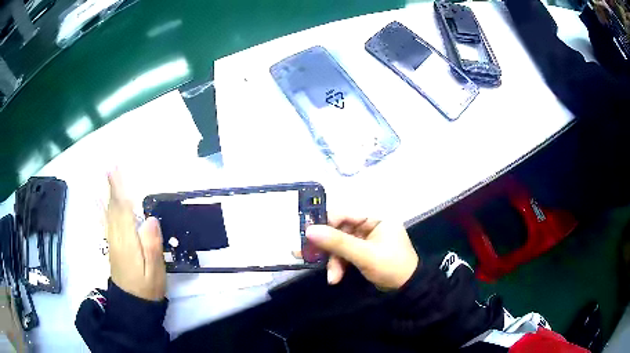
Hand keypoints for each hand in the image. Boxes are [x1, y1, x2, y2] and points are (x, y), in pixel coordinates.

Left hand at [106, 170, 165, 300]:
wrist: (132, 304)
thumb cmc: (148, 287)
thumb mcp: (156, 271)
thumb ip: (152, 246)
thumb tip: (151, 219)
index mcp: (128, 242)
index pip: (123, 210)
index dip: (119, 188)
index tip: (116, 169)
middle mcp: (116, 237)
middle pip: (113, 207)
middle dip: (112, 185)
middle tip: (111, 164)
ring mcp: (112, 241)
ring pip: (107, 212)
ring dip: (106, 192)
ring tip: (105, 175)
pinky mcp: (111, 245)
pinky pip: (104, 222)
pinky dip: (100, 208)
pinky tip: (97, 200)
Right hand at [306, 215, 418, 289]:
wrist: (407, 290)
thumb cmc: (391, 267)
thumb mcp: (365, 255)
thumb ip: (338, 242)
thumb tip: (309, 230)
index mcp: (375, 218)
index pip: (345, 214)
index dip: (325, 223)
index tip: (307, 234)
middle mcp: (369, 225)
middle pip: (339, 231)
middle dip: (328, 248)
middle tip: (308, 255)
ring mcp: (365, 240)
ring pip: (339, 245)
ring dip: (333, 261)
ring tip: (332, 277)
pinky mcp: (362, 253)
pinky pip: (344, 255)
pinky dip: (339, 266)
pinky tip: (335, 278)